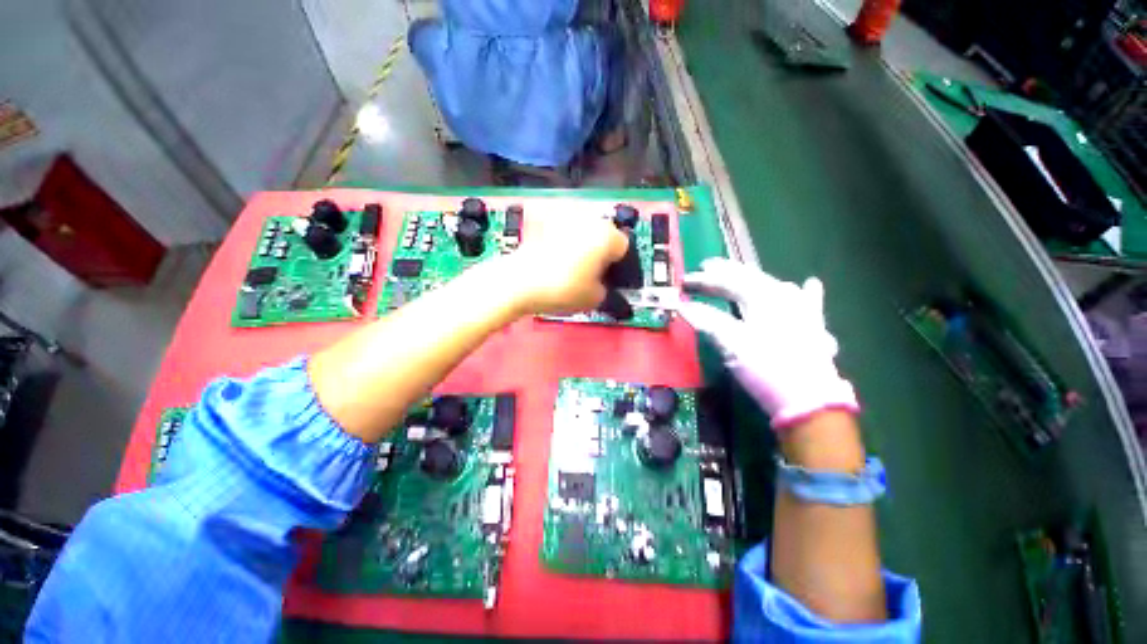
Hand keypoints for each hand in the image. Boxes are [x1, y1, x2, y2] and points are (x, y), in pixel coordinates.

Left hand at [507, 215, 629, 314]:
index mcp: (607, 235)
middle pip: (605, 234)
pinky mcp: (545, 219)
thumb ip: (607, 290)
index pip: (624, 247)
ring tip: (573, 266)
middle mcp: (589, 219)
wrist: (520, 282)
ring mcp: (565, 216)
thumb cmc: (562, 289)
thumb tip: (602, 285)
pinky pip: (564, 230)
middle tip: (593, 273)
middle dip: (602, 251)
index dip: (619, 265)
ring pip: (584, 230)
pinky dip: (564, 240)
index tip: (611, 277)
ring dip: (584, 244)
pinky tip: (557, 258)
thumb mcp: (595, 298)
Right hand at [679, 258, 858, 427]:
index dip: (704, 280)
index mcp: (763, 298)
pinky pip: (808, 302)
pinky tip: (810, 285)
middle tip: (706, 267)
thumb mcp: (732, 344)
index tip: (685, 281)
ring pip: (774, 286)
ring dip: (753, 280)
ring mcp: (802, 310)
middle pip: (750, 278)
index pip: (728, 282)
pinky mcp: (813, 327)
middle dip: (726, 272)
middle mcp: (785, 297)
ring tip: (739, 275)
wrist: (810, 402)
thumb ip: (708, 321)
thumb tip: (684, 307)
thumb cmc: (767, 369)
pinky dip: (803, 293)